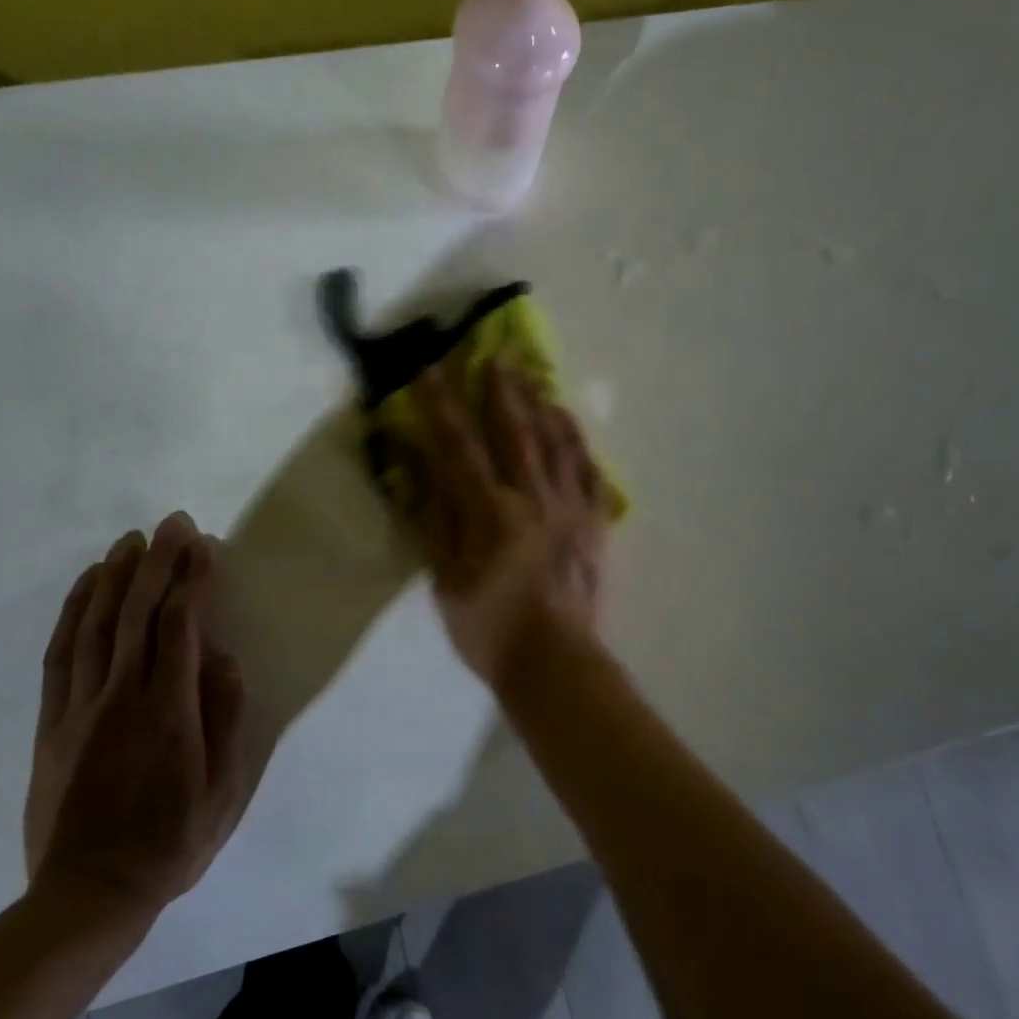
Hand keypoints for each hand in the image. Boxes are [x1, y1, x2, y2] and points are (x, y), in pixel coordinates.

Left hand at [24, 513, 246, 926]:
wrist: (87, 896)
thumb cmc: (169, 844)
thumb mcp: (222, 793)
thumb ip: (226, 720)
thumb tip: (226, 659)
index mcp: (169, 713)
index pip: (181, 628)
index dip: (193, 581)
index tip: (204, 547)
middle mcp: (122, 698)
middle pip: (138, 614)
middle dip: (158, 562)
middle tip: (172, 523)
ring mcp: (80, 708)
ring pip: (96, 626)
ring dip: (114, 576)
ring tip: (131, 540)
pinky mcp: (52, 723)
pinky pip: (60, 656)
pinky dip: (72, 613)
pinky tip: (85, 587)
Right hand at [411, 361, 610, 685]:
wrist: (555, 664)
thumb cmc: (490, 629)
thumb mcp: (447, 581)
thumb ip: (437, 522)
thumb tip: (423, 471)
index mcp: (491, 512)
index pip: (460, 446)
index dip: (443, 405)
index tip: (431, 369)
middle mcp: (533, 498)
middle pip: (516, 431)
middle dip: (502, 390)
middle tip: (496, 354)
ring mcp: (570, 508)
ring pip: (556, 443)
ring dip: (541, 405)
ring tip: (533, 376)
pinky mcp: (595, 524)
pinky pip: (589, 471)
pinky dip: (578, 441)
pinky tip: (569, 422)